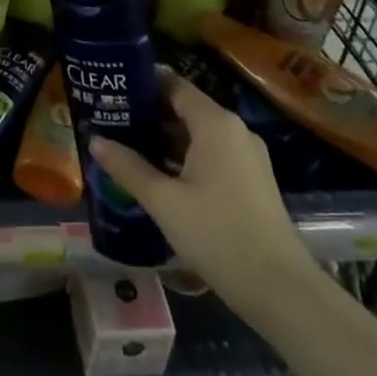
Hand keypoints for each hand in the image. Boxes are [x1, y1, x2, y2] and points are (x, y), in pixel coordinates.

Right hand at [88, 74, 312, 306]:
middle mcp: (234, 130)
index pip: (173, 85)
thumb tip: (95, 140)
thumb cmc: (218, 235)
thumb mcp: (164, 202)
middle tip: (110, 120)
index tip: (111, 89)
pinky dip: (185, 157)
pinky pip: (212, 154)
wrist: (281, 291)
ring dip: (165, 139)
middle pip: (186, 108)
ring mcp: (247, 156)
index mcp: (215, 123)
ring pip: (198, 134)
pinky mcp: (252, 180)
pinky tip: (159, 175)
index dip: (142, 84)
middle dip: (149, 114)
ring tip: (126, 146)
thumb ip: (128, 167)